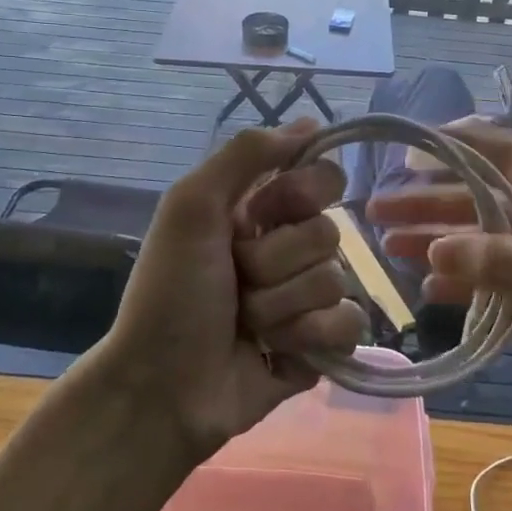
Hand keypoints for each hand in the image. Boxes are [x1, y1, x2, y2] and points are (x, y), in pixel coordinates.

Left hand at [99, 121, 365, 458]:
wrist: (161, 387)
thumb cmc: (170, 292)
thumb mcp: (191, 207)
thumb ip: (246, 155)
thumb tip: (312, 123)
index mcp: (260, 212)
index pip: (322, 177)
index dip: (301, 194)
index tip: (263, 213)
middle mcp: (288, 248)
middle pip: (329, 233)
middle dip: (276, 262)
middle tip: (237, 280)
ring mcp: (307, 298)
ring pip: (335, 281)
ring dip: (282, 305)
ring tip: (246, 324)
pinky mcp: (321, 344)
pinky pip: (349, 324)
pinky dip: (310, 337)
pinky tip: (278, 351)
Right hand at [368, 120, 511, 446]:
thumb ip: (506, 267)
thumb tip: (432, 251)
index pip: (506, 153)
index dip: (461, 142)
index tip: (411, 144)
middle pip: (480, 200)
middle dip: (430, 202)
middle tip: (377, 210)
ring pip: (481, 243)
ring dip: (437, 242)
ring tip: (388, 247)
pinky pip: (494, 284)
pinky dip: (462, 284)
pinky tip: (428, 291)